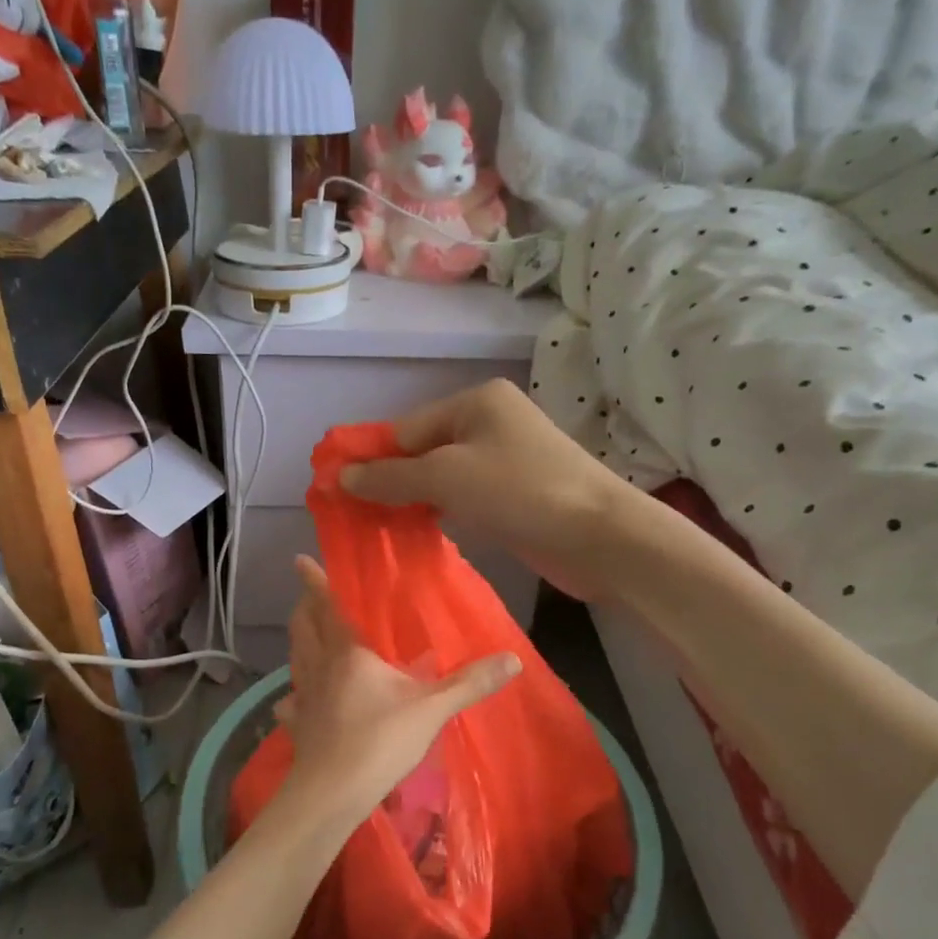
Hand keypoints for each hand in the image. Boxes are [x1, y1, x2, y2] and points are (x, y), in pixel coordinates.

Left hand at [276, 557, 518, 815]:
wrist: (332, 794)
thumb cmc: (379, 741)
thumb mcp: (431, 709)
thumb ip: (470, 683)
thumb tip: (514, 658)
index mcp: (347, 652)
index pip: (327, 607)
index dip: (314, 582)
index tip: (301, 560)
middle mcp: (318, 667)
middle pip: (303, 628)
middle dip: (304, 608)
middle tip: (308, 596)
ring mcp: (304, 697)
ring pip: (295, 658)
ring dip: (299, 642)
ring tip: (307, 636)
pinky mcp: (298, 725)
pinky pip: (291, 702)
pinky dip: (293, 694)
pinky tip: (297, 700)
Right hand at [340, 379, 633, 599]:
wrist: (600, 536)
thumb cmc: (520, 491)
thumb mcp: (446, 478)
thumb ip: (391, 477)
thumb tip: (341, 477)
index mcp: (476, 402)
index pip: (406, 429)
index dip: (371, 459)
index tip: (337, 490)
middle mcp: (490, 422)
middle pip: (423, 451)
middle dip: (390, 482)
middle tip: (354, 515)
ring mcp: (506, 459)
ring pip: (443, 477)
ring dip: (413, 501)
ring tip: (377, 529)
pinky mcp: (516, 493)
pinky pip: (464, 497)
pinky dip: (440, 512)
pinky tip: (417, 533)